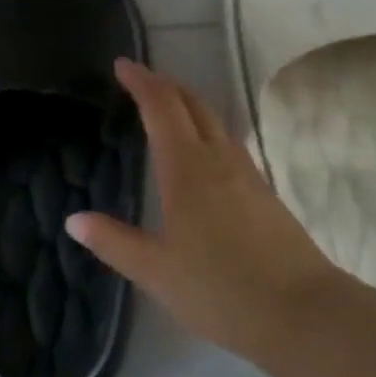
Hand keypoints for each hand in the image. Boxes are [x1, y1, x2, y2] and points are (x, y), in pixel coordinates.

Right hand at [65, 59, 346, 363]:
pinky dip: (208, 132)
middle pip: (193, 105)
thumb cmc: (219, 289)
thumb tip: (74, 219)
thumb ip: (114, 241)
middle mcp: (218, 159)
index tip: (122, 65)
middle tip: (140, 80)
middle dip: (165, 85)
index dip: (141, 82)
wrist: (301, 312)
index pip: (161, 108)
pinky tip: (203, 156)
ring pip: (215, 122)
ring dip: (189, 106)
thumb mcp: (155, 271)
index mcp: (186, 169)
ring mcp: (247, 174)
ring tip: (168, 111)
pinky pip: (230, 145)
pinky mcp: (265, 193)